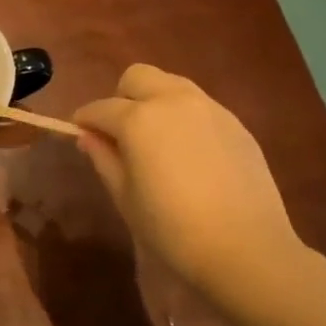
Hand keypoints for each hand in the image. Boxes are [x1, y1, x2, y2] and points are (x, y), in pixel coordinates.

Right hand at [73, 64, 303, 312]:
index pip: (100, 108)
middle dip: (121, 97)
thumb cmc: (172, 228)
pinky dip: (183, 117)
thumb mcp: (125, 197)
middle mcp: (172, 101)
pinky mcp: (235, 123)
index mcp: (138, 119)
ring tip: (156, 139)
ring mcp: (209, 108)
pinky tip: (189, 153)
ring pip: (171, 85)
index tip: (79, 133)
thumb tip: (87, 137)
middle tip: (120, 133)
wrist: (246, 248)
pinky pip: (199, 106)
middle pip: (136, 77)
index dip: (84, 120)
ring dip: (154, 101)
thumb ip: (103, 159)